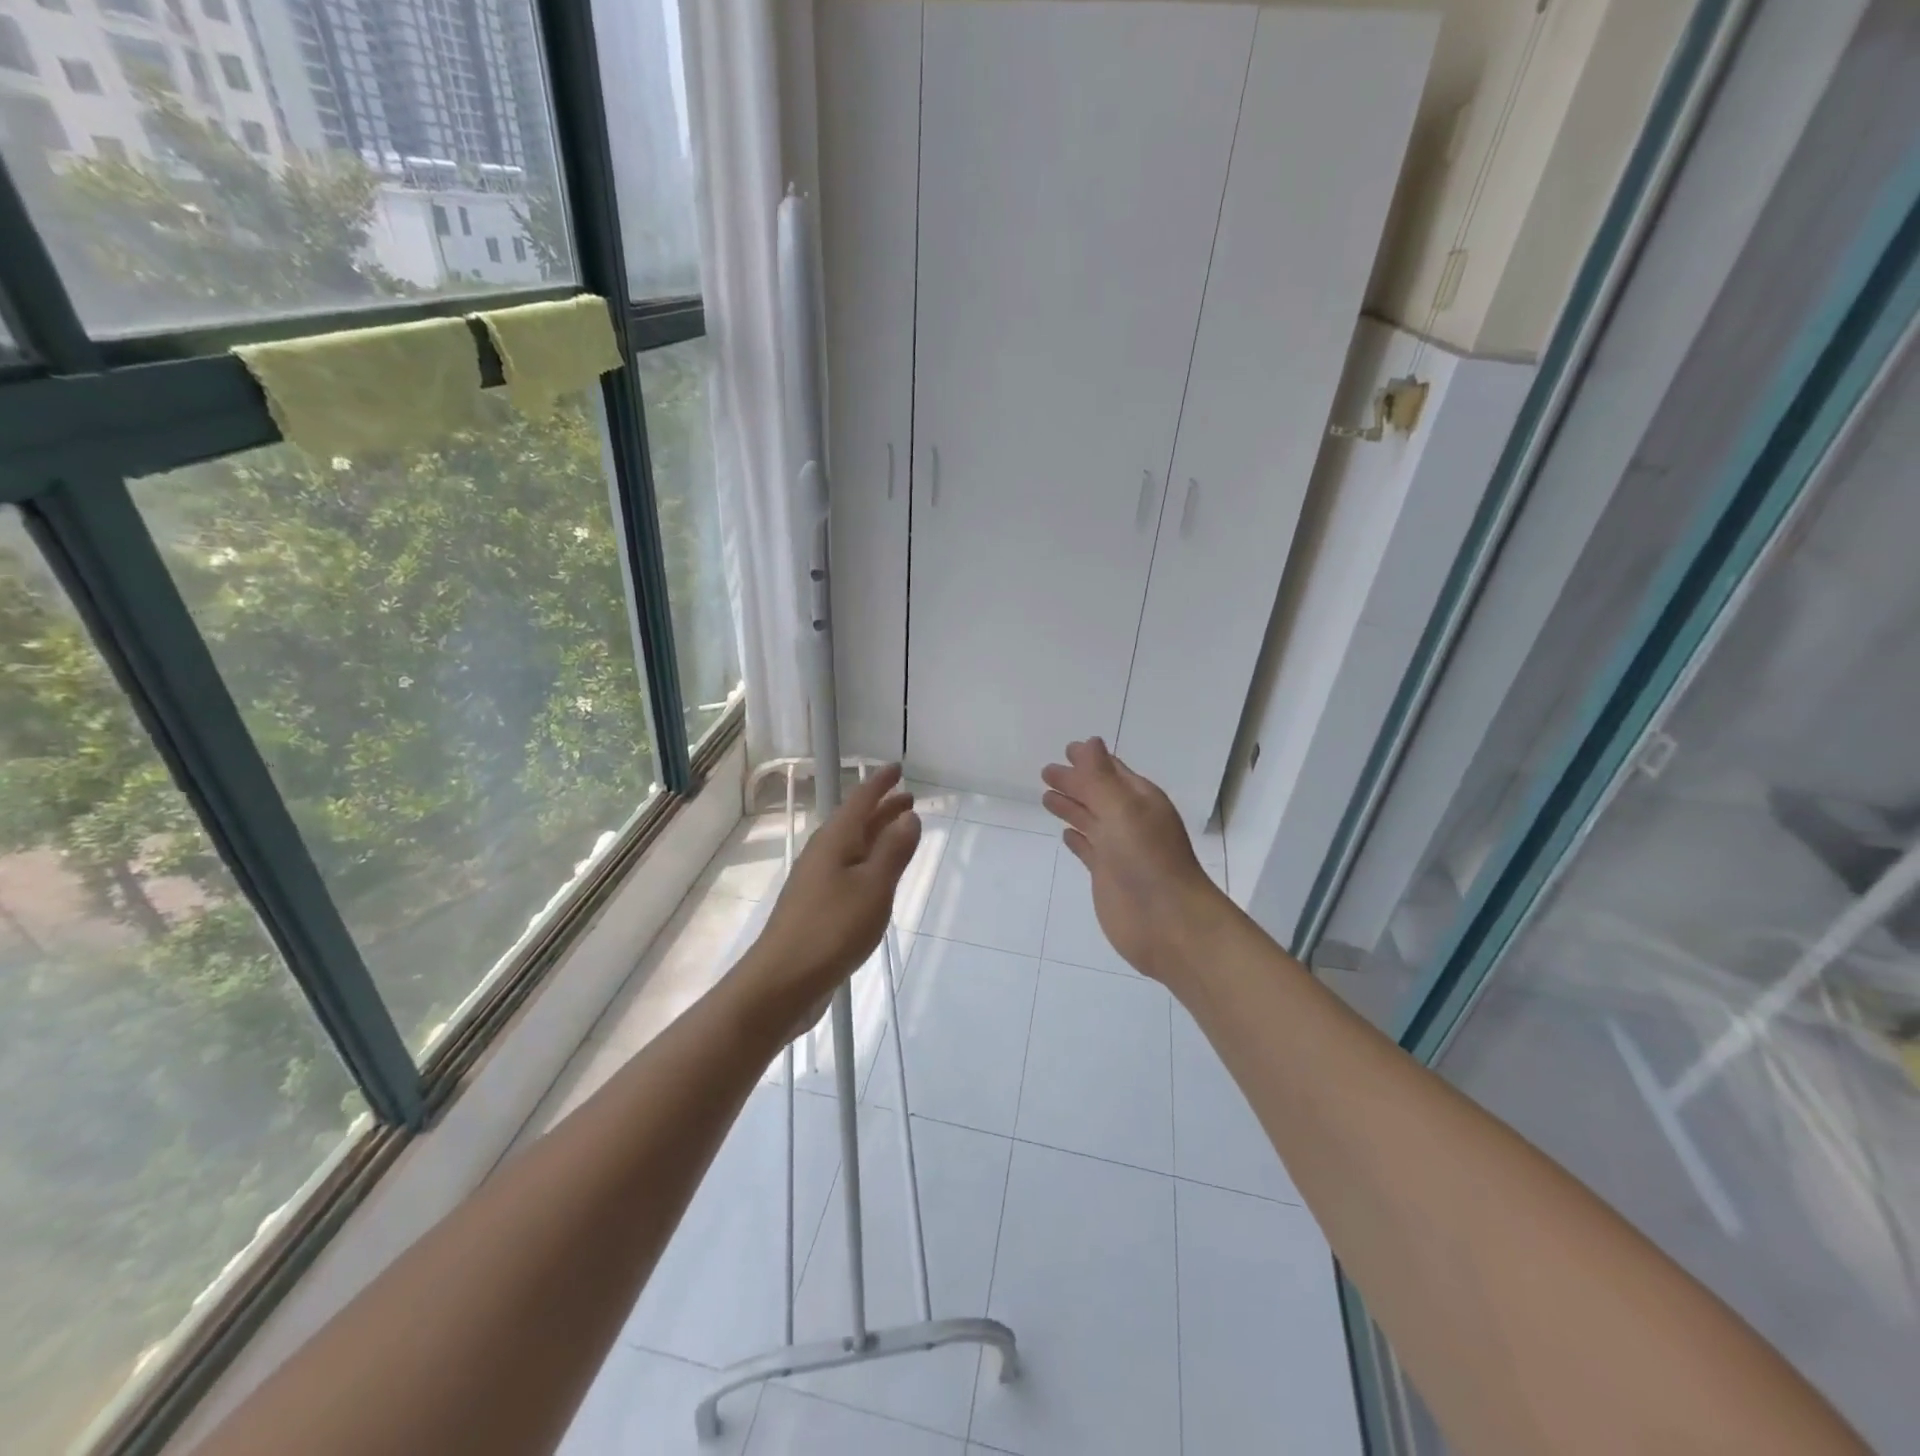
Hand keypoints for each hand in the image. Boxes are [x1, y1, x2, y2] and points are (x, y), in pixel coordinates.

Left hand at [737, 763, 920, 1044]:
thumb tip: (909, 815)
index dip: (880, 783)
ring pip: (853, 846)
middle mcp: (823, 853)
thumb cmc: (832, 929)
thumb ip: (894, 850)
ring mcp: (817, 881)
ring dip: (876, 834)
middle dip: (882, 808)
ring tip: (900, 830)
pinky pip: (849, 870)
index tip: (897, 768)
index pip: (861, 800)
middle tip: (909, 798)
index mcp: (835, 840)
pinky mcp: (817, 906)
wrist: (782, 982)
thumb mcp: (873, 887)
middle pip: (856, 821)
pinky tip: (877, 877)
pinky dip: (868, 861)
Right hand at [1042, 738, 1226, 984]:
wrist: (1168, 923)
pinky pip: (1088, 849)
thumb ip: (1101, 778)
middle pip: (1097, 794)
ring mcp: (1118, 850)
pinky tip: (1065, 835)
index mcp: (1139, 800)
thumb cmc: (1148, 860)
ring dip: (1071, 807)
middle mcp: (1129, 821)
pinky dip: (1077, 839)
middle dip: (1074, 782)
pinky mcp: (1107, 876)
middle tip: (1046, 771)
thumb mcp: (1123, 810)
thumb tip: (1089, 741)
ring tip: (1046, 797)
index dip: (1089, 760)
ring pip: (1090, 820)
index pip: (1111, 772)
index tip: (1067, 748)